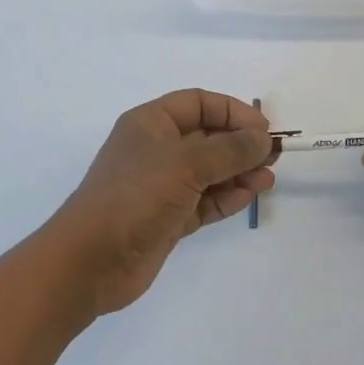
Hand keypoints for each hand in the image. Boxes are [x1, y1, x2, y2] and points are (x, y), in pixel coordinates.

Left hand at [49, 90, 274, 313]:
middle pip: (207, 137)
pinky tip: (248, 197)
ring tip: (267, 180)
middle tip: (273, 156)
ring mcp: (162, 186)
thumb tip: (262, 139)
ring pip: (209, 171)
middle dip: (240, 144)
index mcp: (151, 123)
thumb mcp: (185, 164)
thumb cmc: (135, 196)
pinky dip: (226, 198)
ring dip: (239, 173)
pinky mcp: (167, 218)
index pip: (199, 103)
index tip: (262, 128)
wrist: (90, 260)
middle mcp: (157, 149)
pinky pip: (204, 201)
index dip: (232, 111)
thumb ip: (229, 150)